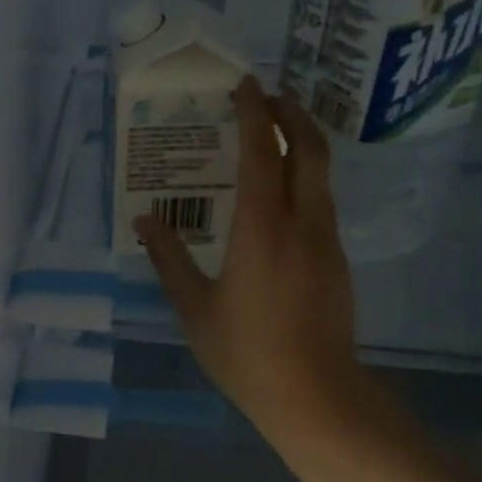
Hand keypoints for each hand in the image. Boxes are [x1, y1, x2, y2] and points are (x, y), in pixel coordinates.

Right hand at [135, 76, 399, 464]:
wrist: (317, 397)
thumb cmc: (247, 353)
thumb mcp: (194, 307)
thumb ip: (169, 258)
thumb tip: (144, 221)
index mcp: (262, 229)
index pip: (262, 154)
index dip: (254, 114)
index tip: (245, 84)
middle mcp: (302, 224)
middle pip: (310, 150)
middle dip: (292, 114)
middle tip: (267, 97)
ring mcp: (327, 242)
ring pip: (321, 176)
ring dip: (301, 145)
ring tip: (272, 137)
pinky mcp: (338, 261)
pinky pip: (321, 202)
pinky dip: (303, 179)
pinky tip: (280, 195)